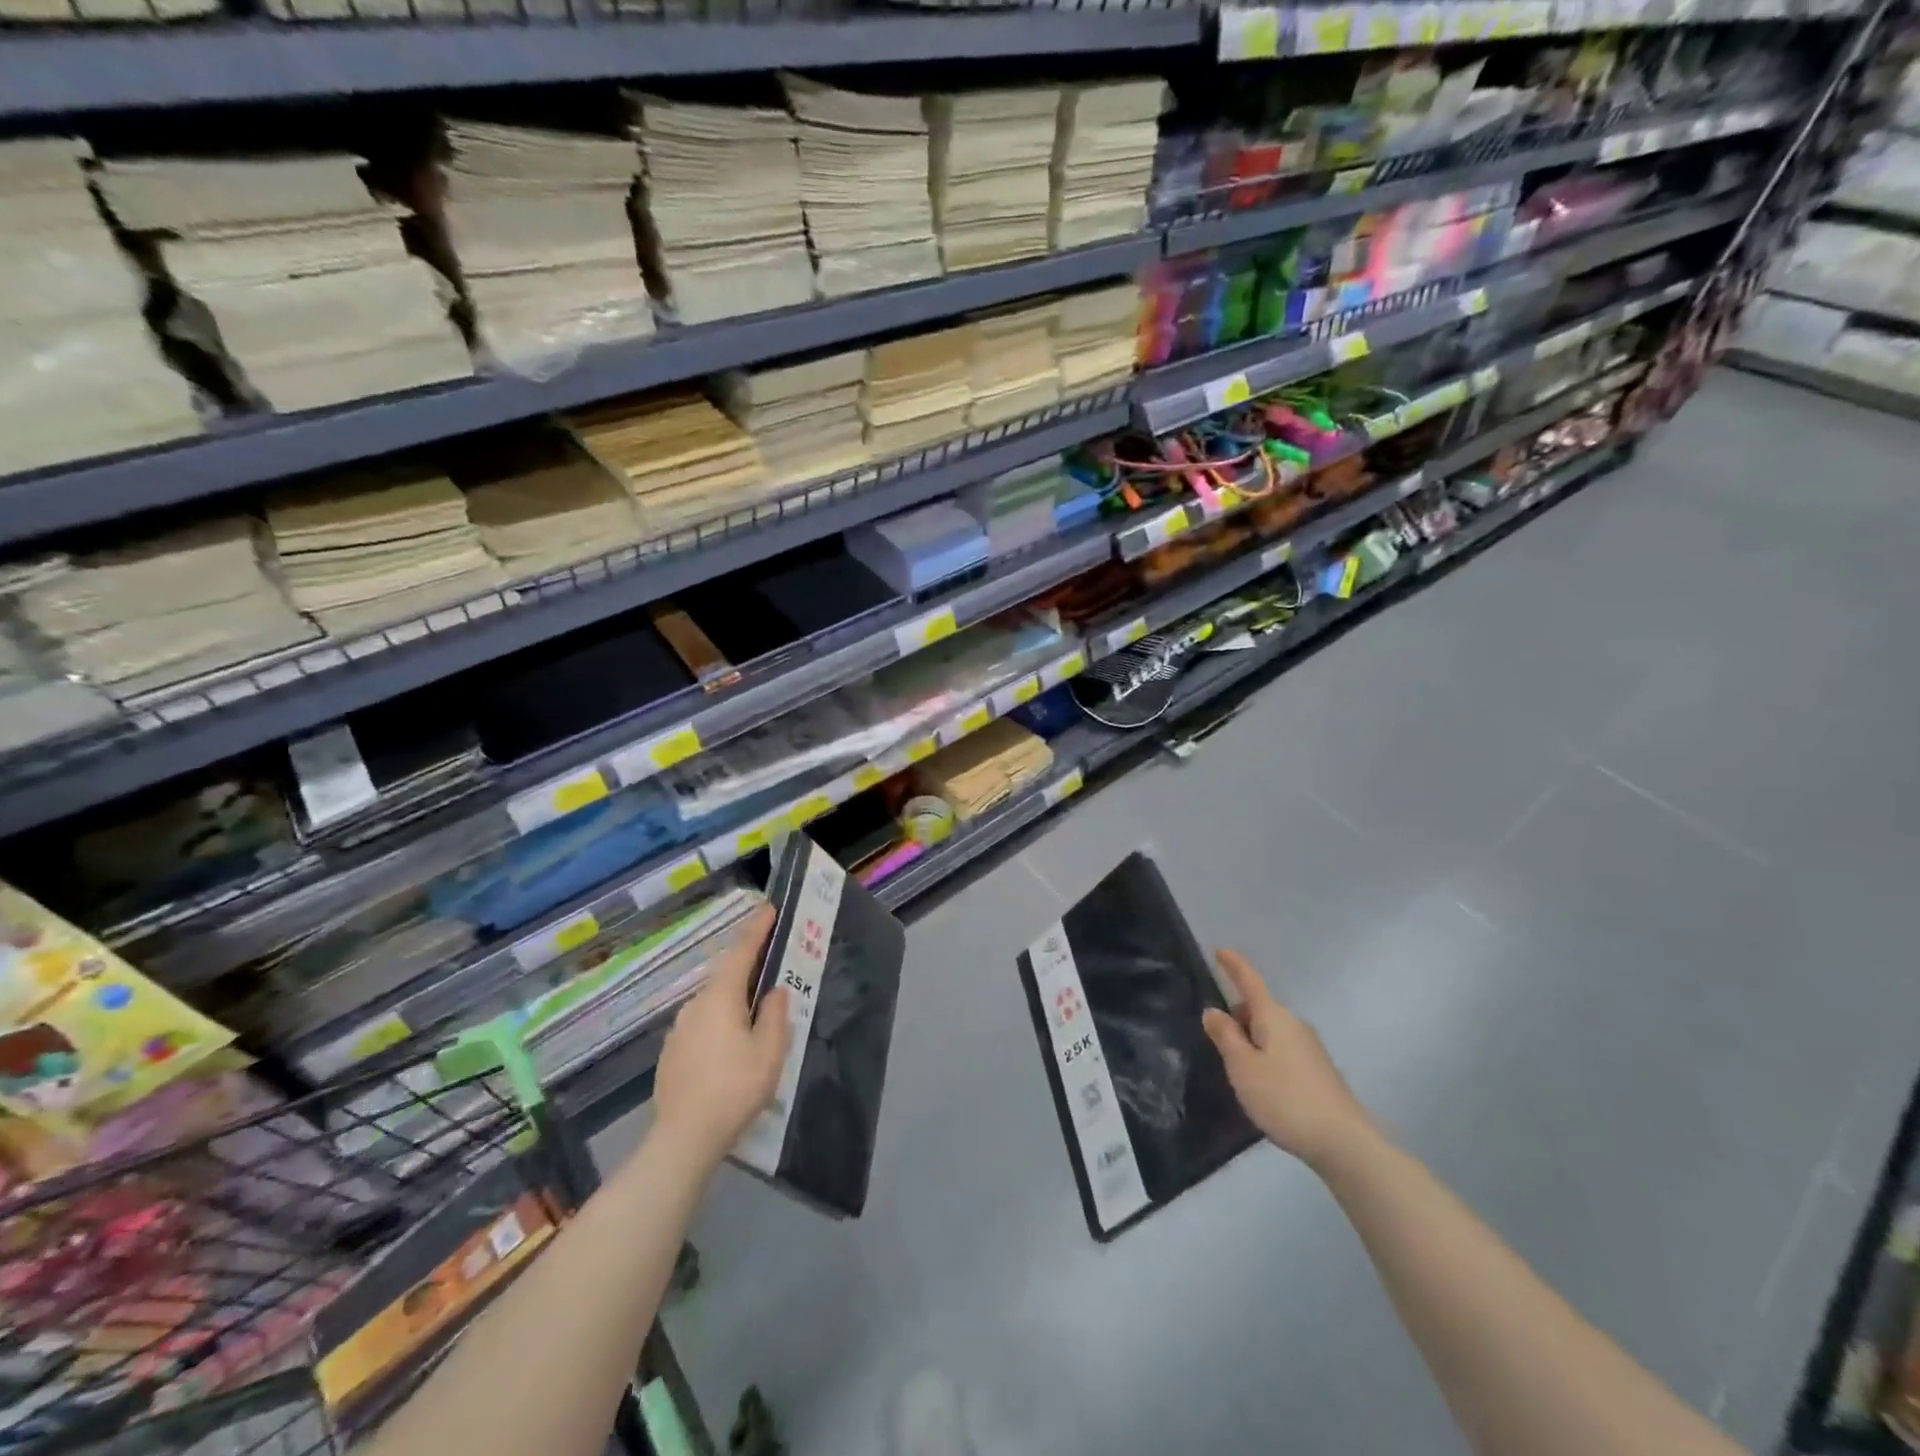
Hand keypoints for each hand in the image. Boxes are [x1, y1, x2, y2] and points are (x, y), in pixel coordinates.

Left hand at [651, 903, 789, 1172]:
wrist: (683, 1138)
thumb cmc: (734, 1089)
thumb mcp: (770, 1051)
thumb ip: (776, 1014)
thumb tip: (774, 990)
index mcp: (721, 997)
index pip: (741, 951)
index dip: (757, 929)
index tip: (768, 907)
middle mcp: (695, 1005)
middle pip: (725, 976)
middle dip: (747, 967)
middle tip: (770, 965)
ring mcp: (678, 1029)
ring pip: (712, 1002)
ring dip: (732, 999)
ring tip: (754, 1012)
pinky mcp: (671, 1053)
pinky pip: (701, 1024)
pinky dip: (719, 1022)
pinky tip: (729, 1046)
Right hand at [1202, 949, 1373, 1170]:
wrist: (1345, 1143)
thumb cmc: (1285, 1098)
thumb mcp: (1242, 1067)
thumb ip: (1225, 1036)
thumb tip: (1214, 1010)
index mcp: (1274, 1017)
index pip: (1250, 981)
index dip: (1233, 965)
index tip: (1219, 950)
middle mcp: (1294, 1025)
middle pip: (1259, 1009)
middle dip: (1238, 1017)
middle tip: (1217, 1042)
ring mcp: (1310, 1048)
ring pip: (1271, 1032)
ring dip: (1252, 1040)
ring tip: (1237, 1071)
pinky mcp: (1319, 1071)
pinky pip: (1283, 1050)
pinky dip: (1267, 1057)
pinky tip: (1263, 1086)